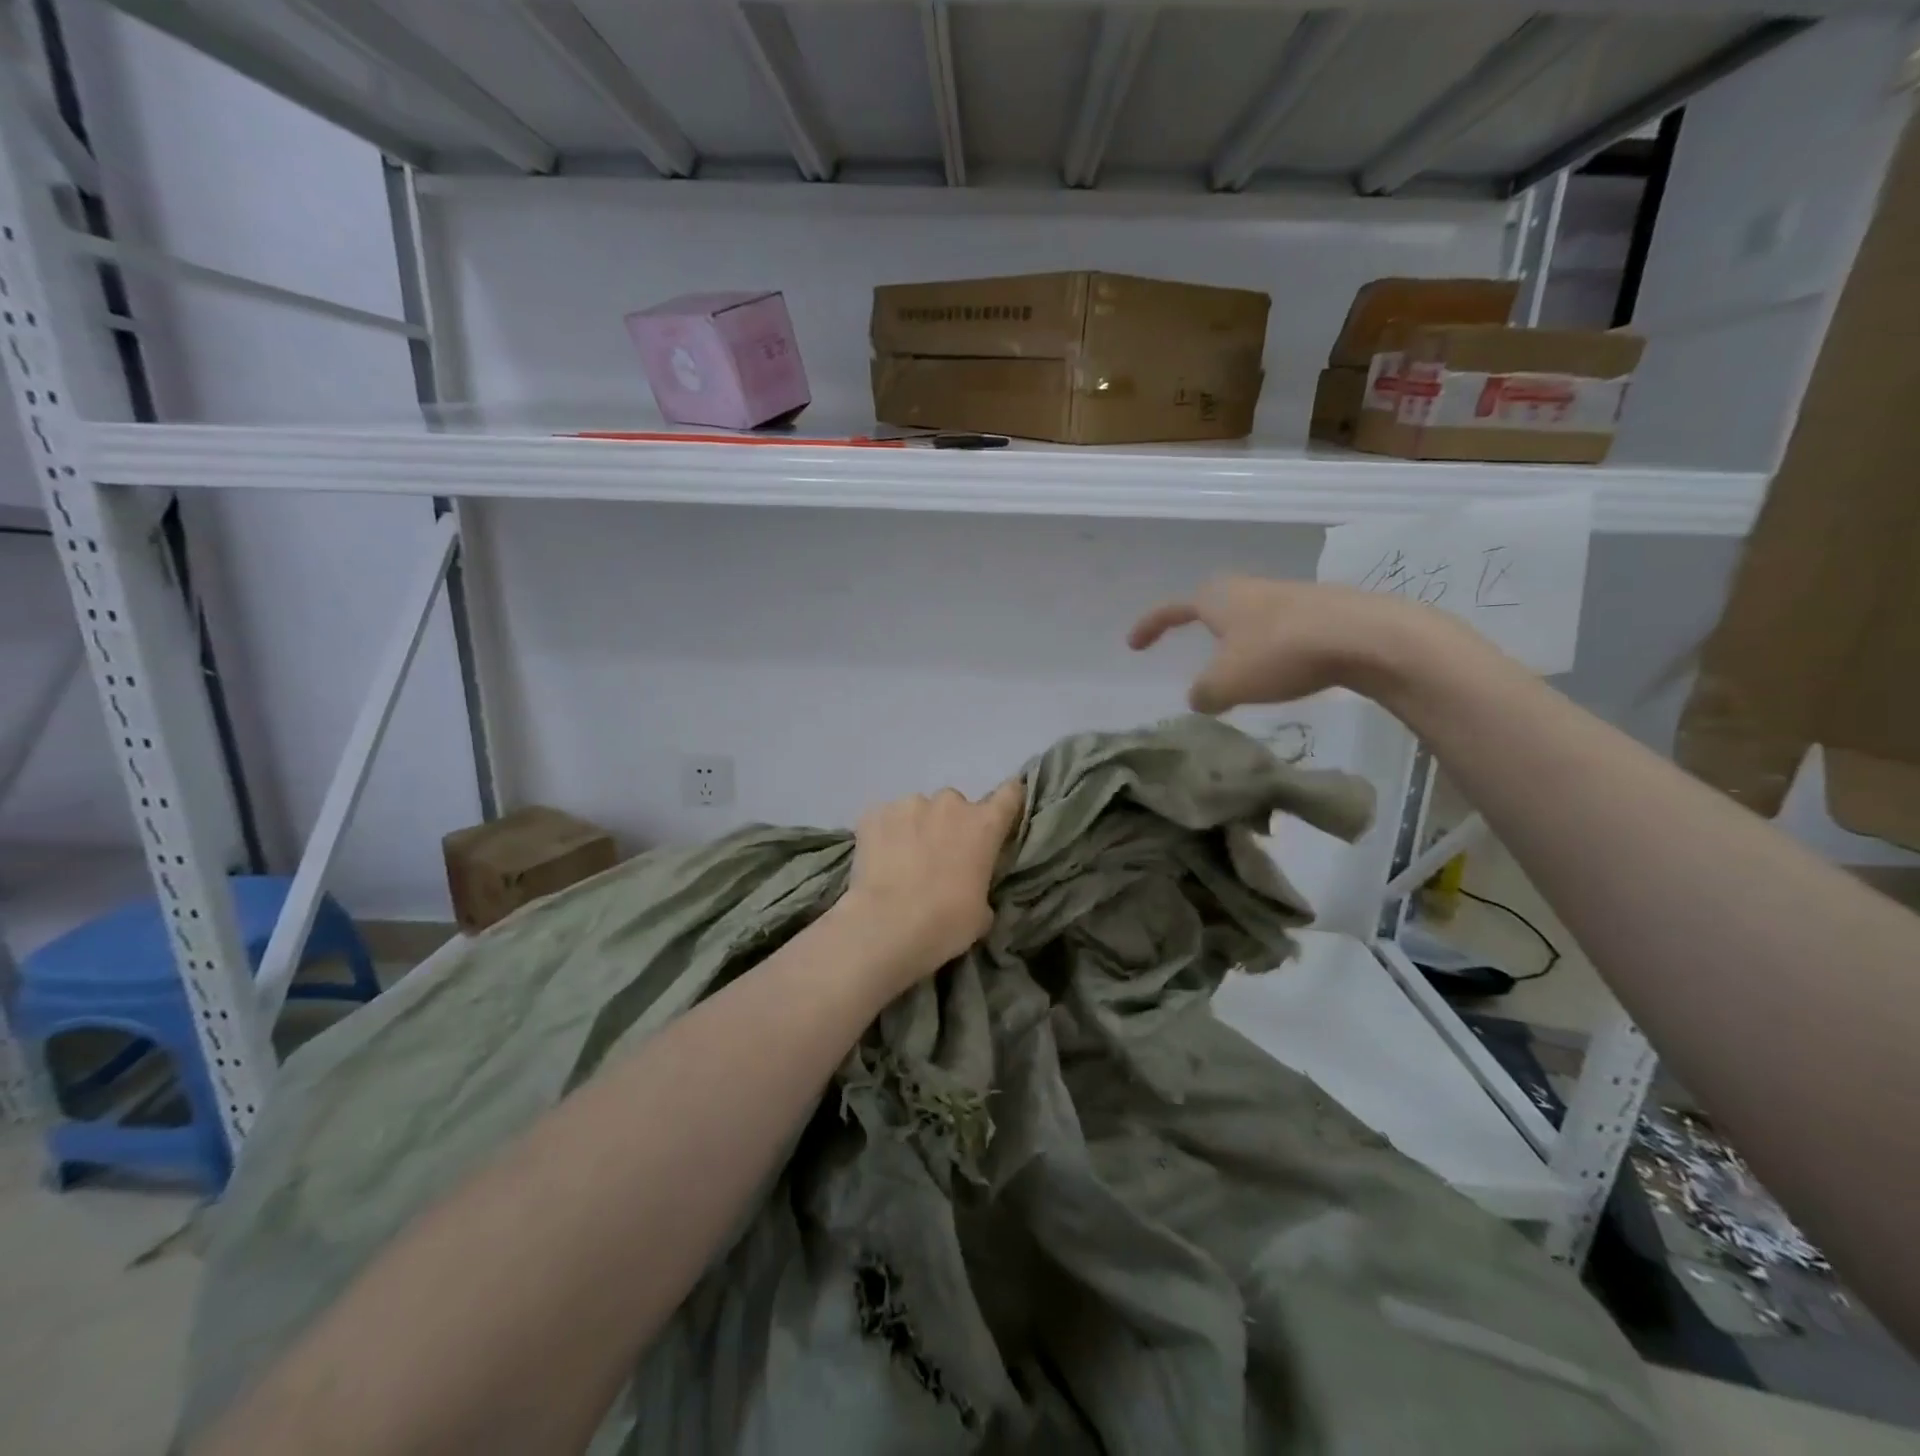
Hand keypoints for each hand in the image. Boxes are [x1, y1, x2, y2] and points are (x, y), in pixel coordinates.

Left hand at [839, 780, 1025, 980]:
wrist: (886, 926)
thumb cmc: (945, 923)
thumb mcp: (982, 912)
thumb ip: (980, 885)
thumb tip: (969, 884)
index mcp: (983, 825)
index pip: (1009, 794)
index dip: (1008, 799)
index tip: (1002, 811)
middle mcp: (949, 804)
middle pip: (955, 805)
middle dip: (950, 825)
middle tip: (939, 856)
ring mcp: (908, 805)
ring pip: (917, 810)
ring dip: (916, 828)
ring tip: (903, 861)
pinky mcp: (873, 814)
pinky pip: (885, 820)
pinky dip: (885, 835)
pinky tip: (878, 860)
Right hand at [1128, 576, 1477, 712]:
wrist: (1364, 636)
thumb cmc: (1280, 653)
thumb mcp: (1226, 684)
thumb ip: (1203, 694)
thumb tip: (1200, 698)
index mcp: (1217, 600)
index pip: (1171, 609)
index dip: (1149, 626)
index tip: (1133, 644)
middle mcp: (1248, 589)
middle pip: (1213, 601)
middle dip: (1198, 620)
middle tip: (1192, 642)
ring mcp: (1287, 596)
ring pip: (1249, 616)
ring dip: (1237, 639)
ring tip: (1236, 670)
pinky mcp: (1320, 611)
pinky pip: (1280, 628)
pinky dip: (1268, 649)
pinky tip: (1279, 672)